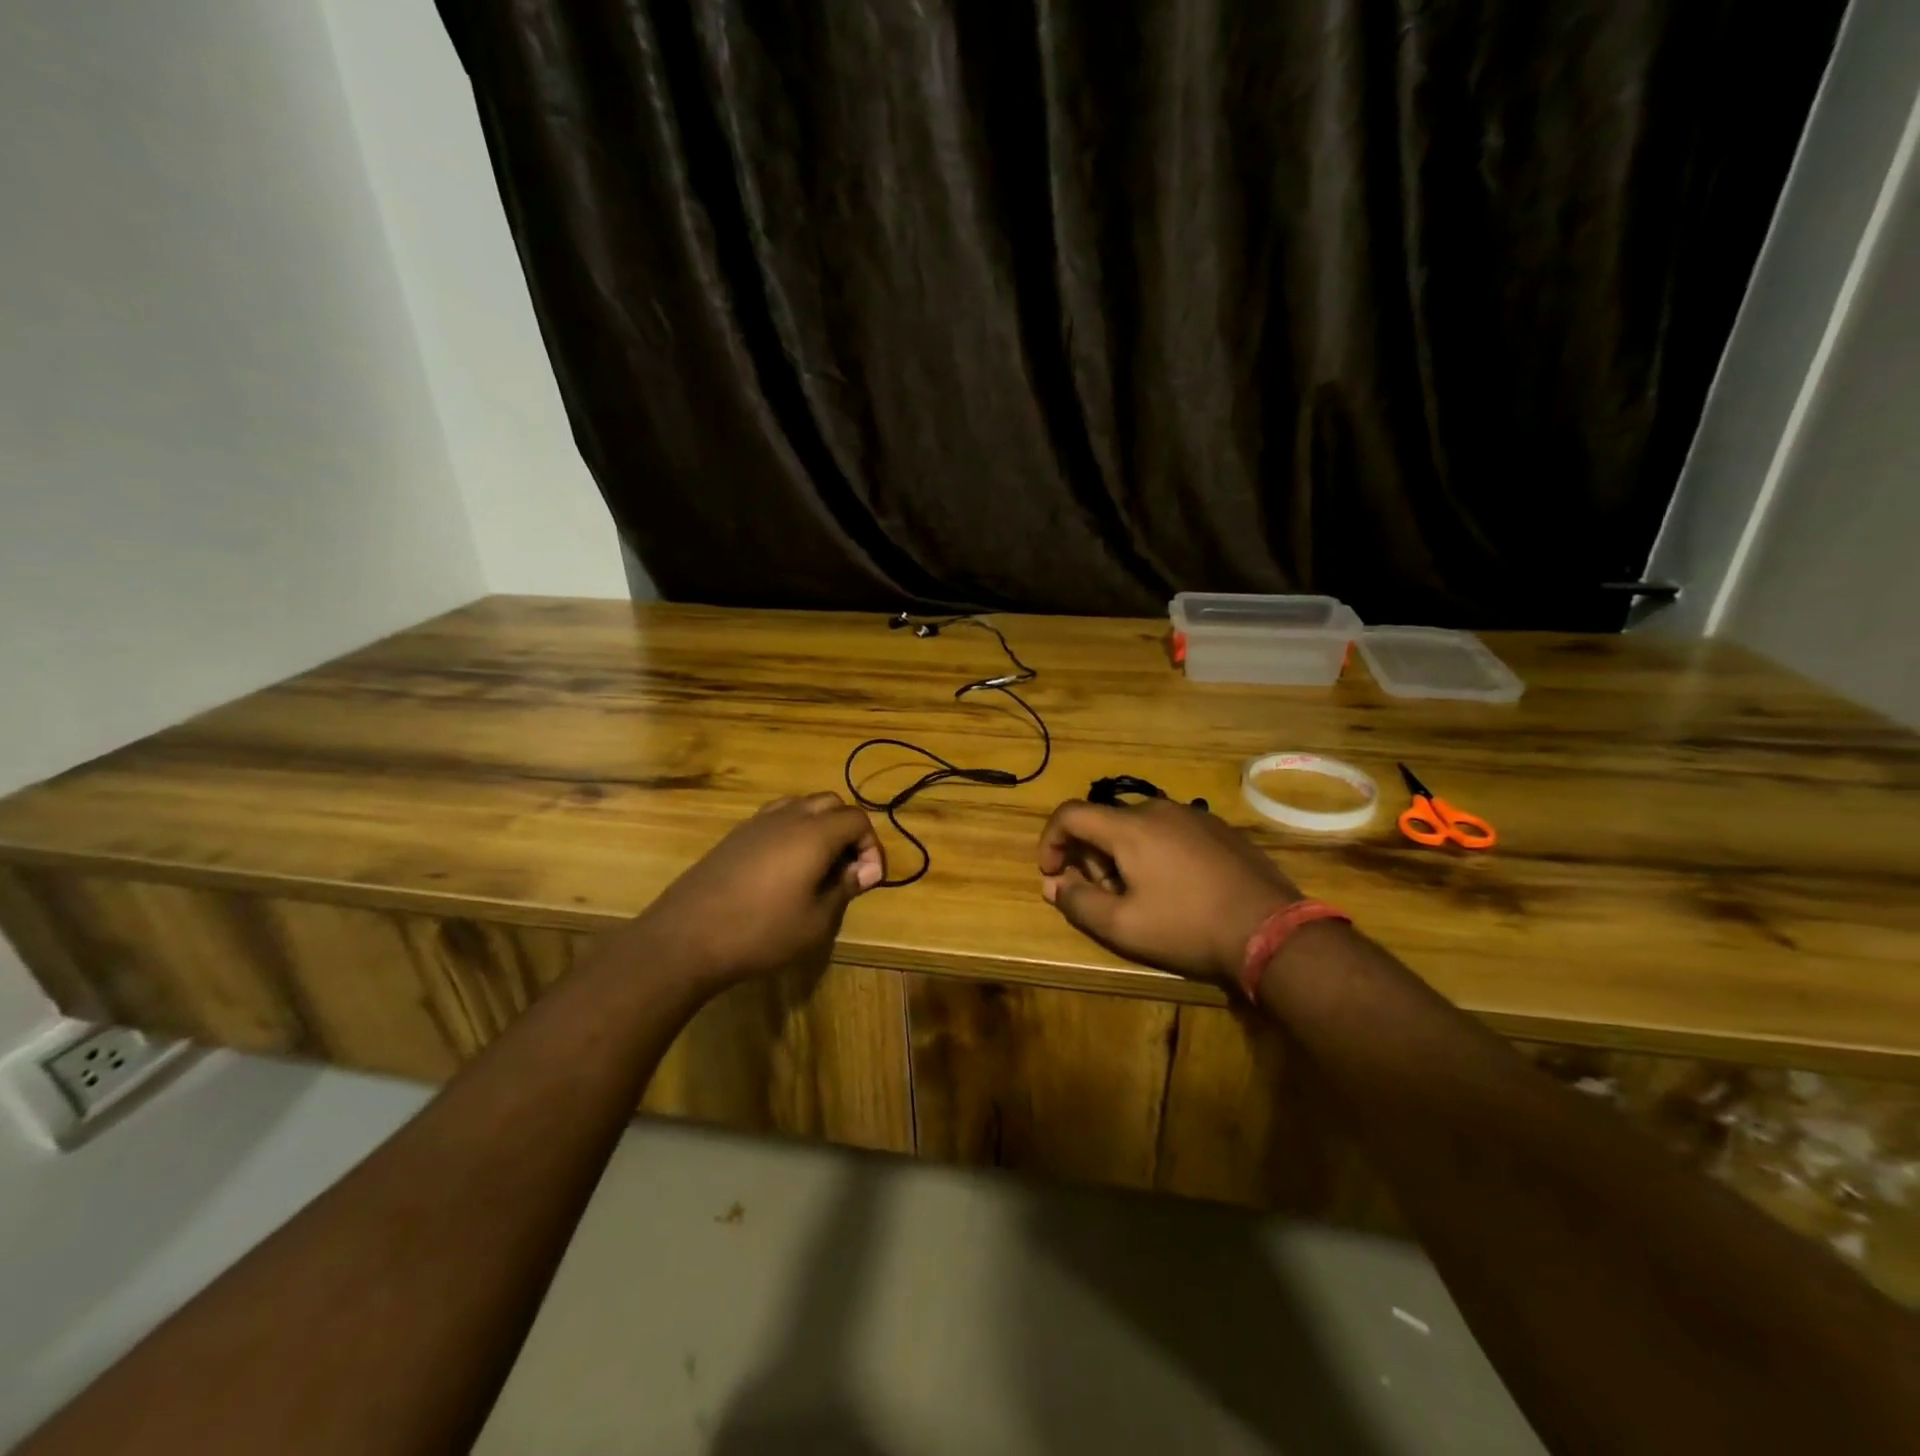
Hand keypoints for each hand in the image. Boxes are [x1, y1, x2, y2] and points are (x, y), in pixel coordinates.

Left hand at [605, 793, 884, 988]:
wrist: (686, 937)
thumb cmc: (760, 932)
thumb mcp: (815, 922)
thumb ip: (843, 890)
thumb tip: (861, 872)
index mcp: (814, 834)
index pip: (857, 819)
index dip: (871, 847)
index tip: (868, 880)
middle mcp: (788, 817)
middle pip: (831, 803)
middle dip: (848, 830)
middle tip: (847, 868)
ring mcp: (757, 823)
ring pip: (801, 805)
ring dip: (820, 826)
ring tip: (819, 864)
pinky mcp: (735, 835)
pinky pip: (776, 818)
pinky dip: (793, 831)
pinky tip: (786, 867)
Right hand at [1037, 797, 1300, 984]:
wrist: (1271, 930)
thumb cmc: (1187, 927)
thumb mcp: (1123, 926)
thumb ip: (1078, 902)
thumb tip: (1054, 885)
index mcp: (1129, 827)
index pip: (1070, 814)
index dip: (1050, 841)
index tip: (1052, 874)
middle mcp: (1158, 809)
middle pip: (1104, 821)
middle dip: (1089, 857)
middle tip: (1102, 896)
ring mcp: (1193, 815)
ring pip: (1138, 826)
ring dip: (1122, 855)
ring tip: (1138, 895)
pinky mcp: (1219, 829)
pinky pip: (1170, 831)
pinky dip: (1154, 852)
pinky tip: (1174, 888)